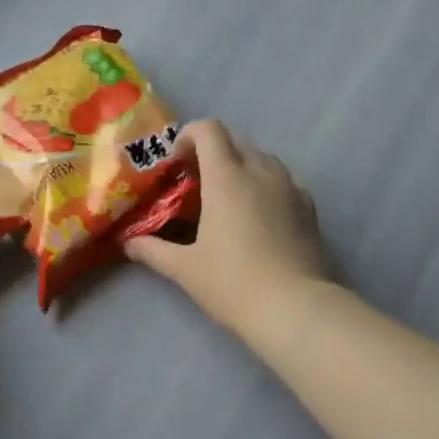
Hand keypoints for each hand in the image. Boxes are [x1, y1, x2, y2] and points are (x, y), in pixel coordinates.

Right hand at [127, 120, 328, 337]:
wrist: (295, 308)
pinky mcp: (309, 207)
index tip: (177, 162)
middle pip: (236, 141)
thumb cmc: (233, 283)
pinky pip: (284, 182)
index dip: (189, 136)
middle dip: (213, 152)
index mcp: (227, 177)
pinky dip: (266, 186)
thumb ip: (153, 250)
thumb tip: (129, 243)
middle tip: (196, 183)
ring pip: (262, 159)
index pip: (209, 130)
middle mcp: (260, 171)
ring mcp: (290, 187)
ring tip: (228, 199)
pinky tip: (259, 217)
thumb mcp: (185, 269)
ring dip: (241, 166)